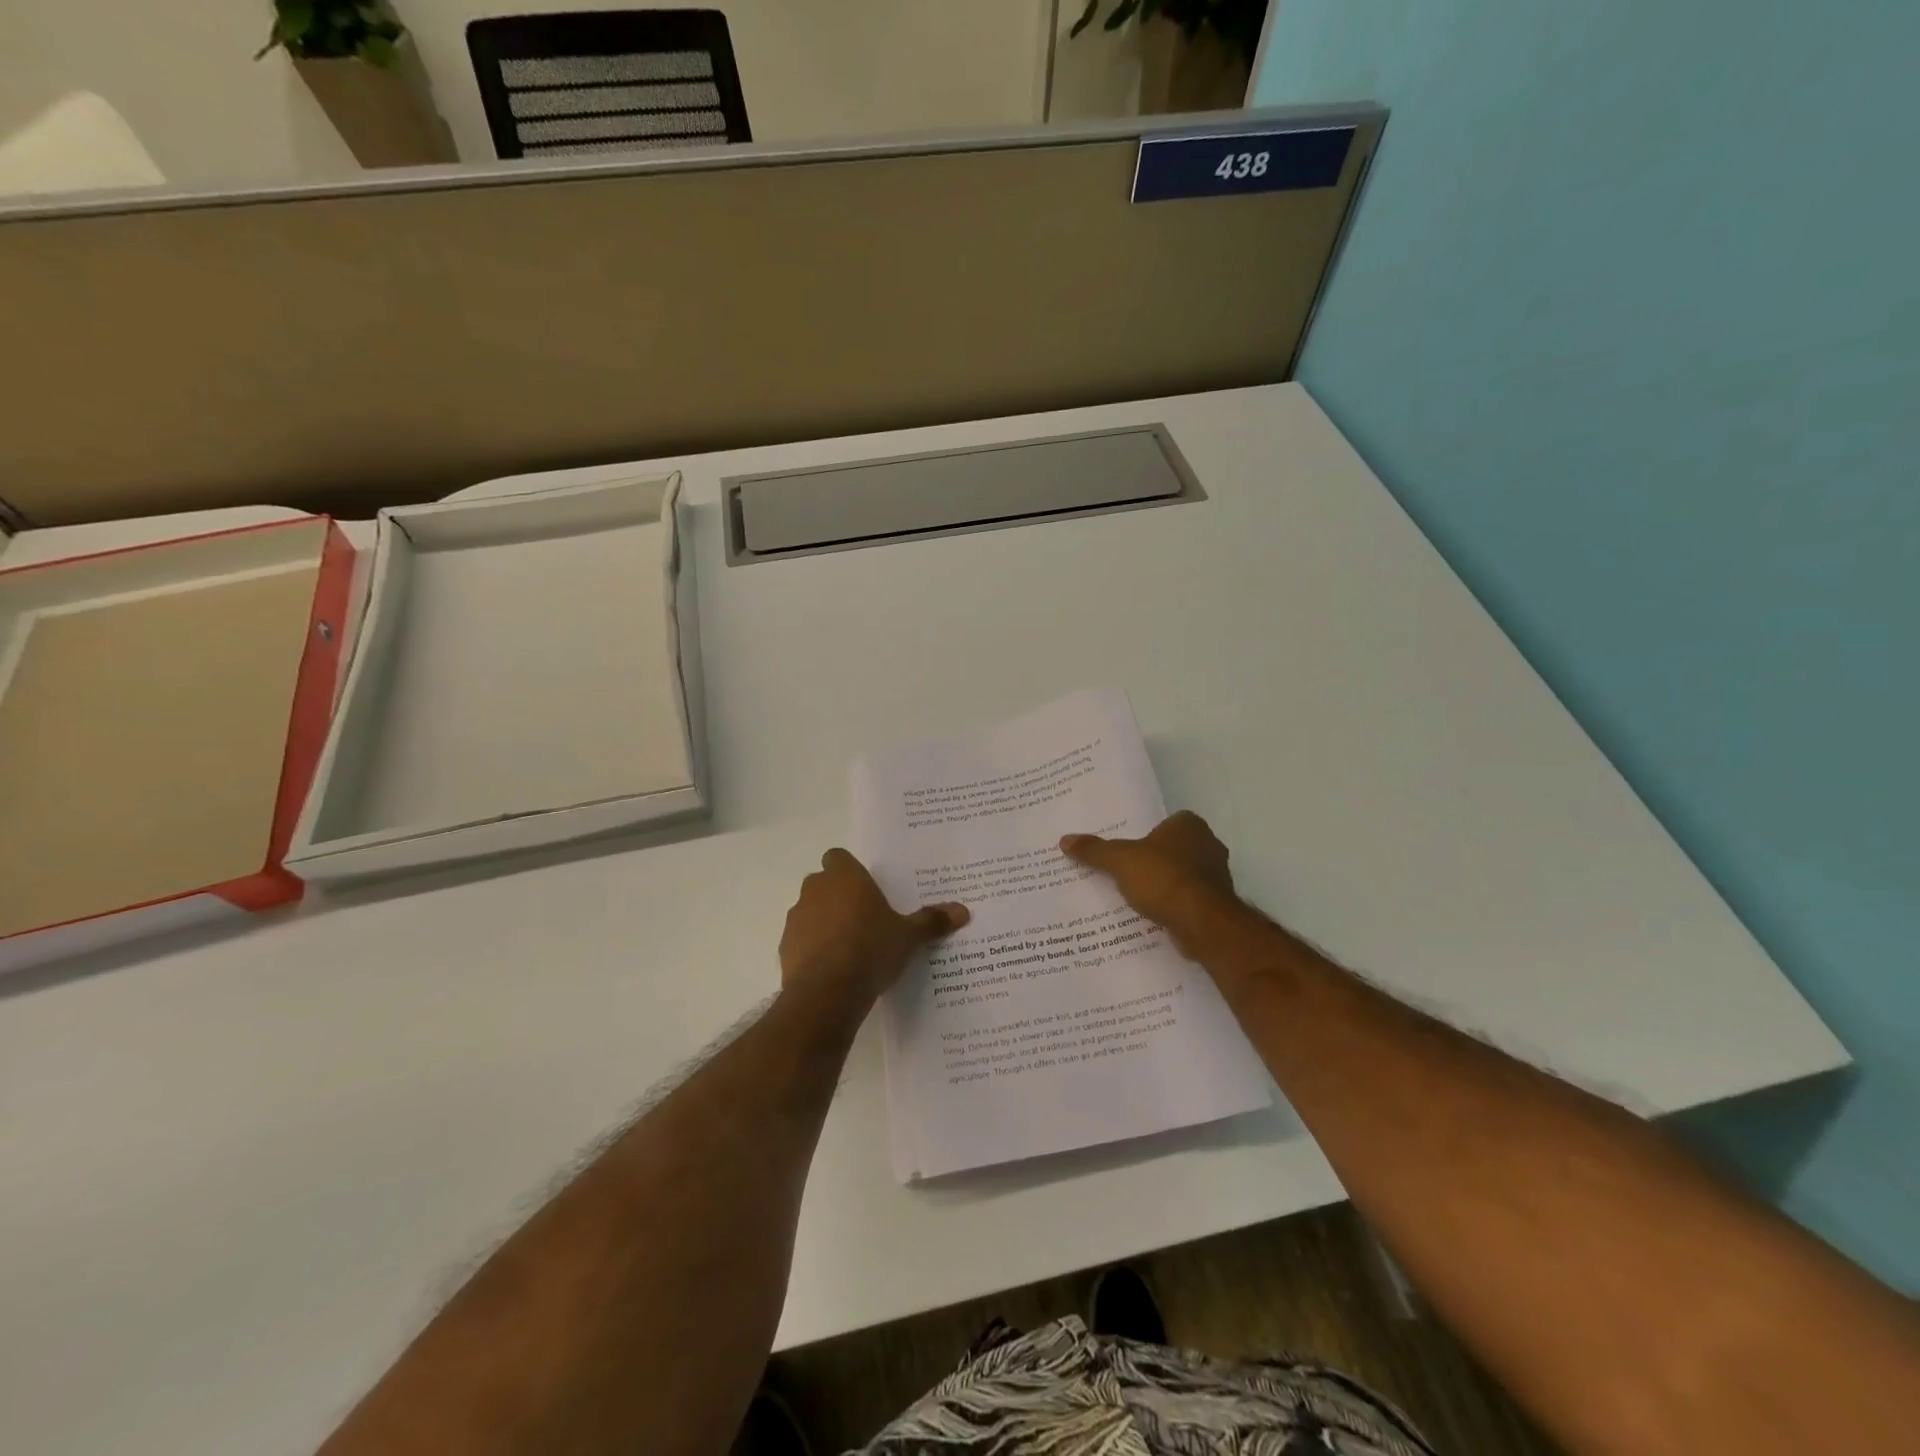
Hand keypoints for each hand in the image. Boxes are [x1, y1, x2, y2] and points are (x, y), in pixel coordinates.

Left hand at [779, 849, 968, 1005]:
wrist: (827, 993)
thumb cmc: (871, 950)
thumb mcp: (909, 937)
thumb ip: (932, 921)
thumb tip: (963, 911)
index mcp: (845, 877)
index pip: (838, 857)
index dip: (850, 871)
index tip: (867, 890)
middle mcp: (816, 890)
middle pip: (824, 883)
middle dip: (839, 896)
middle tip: (865, 918)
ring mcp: (796, 918)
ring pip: (810, 911)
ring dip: (824, 922)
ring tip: (850, 947)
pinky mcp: (785, 947)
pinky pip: (801, 939)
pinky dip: (813, 948)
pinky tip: (834, 969)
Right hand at [1060, 811, 1240, 957]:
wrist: (1201, 923)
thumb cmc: (1163, 879)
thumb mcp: (1119, 860)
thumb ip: (1094, 850)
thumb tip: (1064, 840)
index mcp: (1189, 825)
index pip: (1165, 822)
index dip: (1146, 835)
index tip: (1127, 848)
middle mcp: (1208, 844)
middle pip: (1173, 848)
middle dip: (1154, 859)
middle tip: (1126, 870)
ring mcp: (1217, 875)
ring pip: (1182, 874)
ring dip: (1165, 883)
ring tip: (1136, 895)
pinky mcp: (1217, 903)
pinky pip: (1188, 898)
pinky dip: (1174, 903)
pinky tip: (1155, 913)